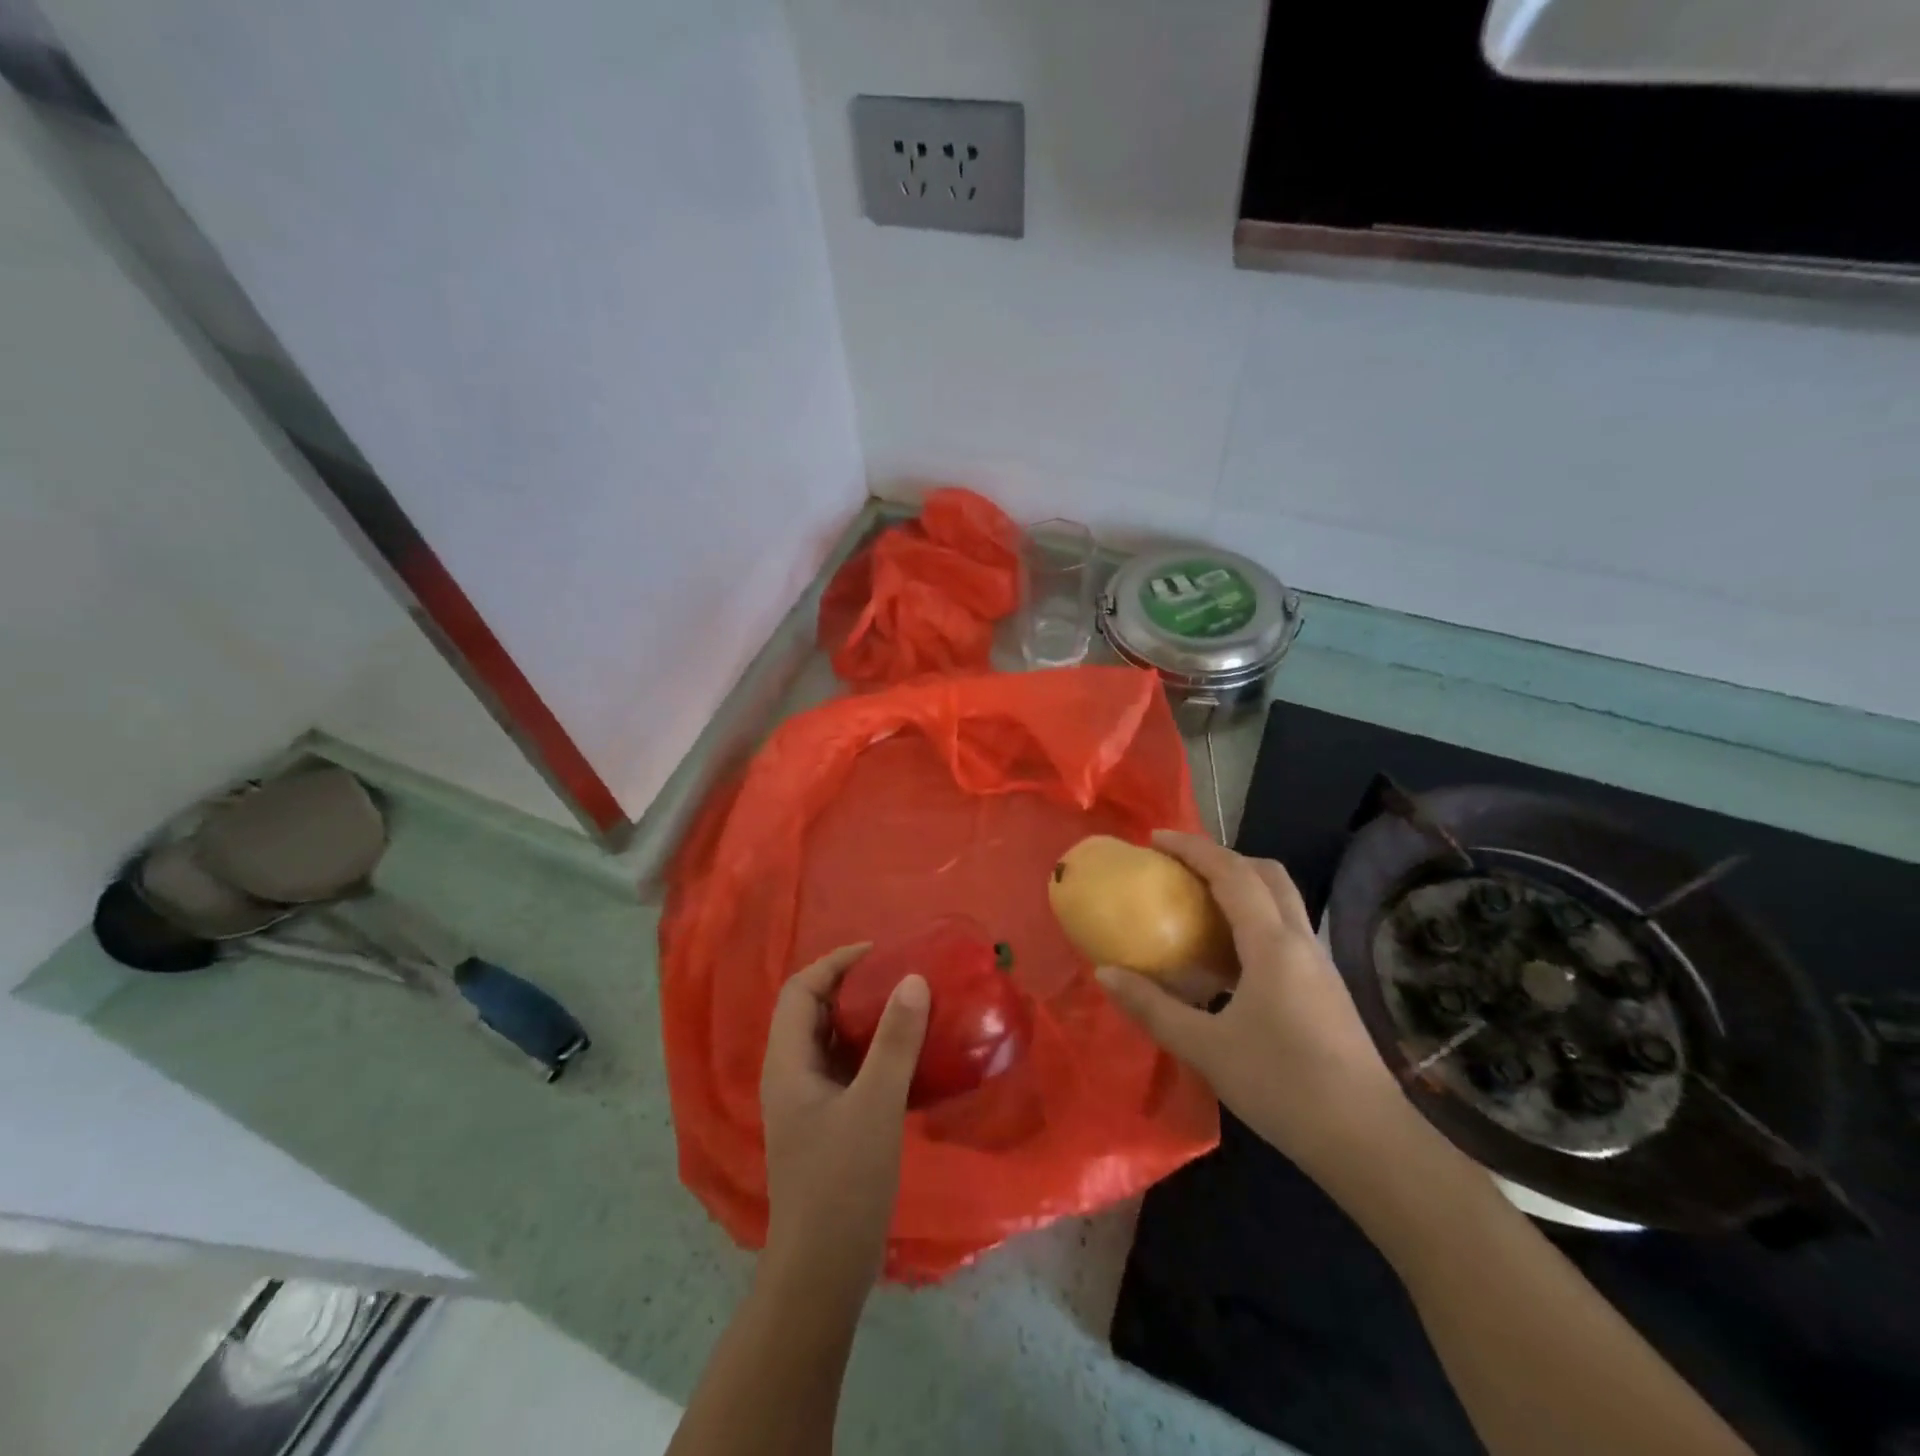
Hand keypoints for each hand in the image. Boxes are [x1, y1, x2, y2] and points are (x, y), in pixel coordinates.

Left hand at [759, 944, 928, 1296]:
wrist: (822, 1272)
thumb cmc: (843, 1183)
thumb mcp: (875, 1106)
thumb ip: (895, 1042)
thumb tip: (913, 979)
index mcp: (787, 1063)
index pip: (800, 990)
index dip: (835, 963)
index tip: (879, 953)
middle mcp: (789, 1075)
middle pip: (812, 1010)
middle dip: (852, 985)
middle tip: (898, 976)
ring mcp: (805, 1102)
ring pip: (830, 1040)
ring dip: (863, 1018)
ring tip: (906, 1006)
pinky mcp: (824, 1123)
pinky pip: (845, 1069)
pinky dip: (870, 1051)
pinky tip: (906, 1057)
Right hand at [1096, 831, 1411, 1183]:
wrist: (1369, 1142)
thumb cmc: (1284, 1086)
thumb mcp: (1206, 1048)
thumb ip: (1153, 1007)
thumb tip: (1105, 973)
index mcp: (1272, 944)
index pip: (1232, 874)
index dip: (1193, 849)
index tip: (1156, 839)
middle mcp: (1301, 942)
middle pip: (1267, 874)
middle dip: (1223, 858)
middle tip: (1181, 867)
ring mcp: (1320, 965)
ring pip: (1282, 901)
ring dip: (1242, 887)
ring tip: (1199, 905)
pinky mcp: (1327, 989)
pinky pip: (1286, 932)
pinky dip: (1254, 921)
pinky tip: (1230, 960)